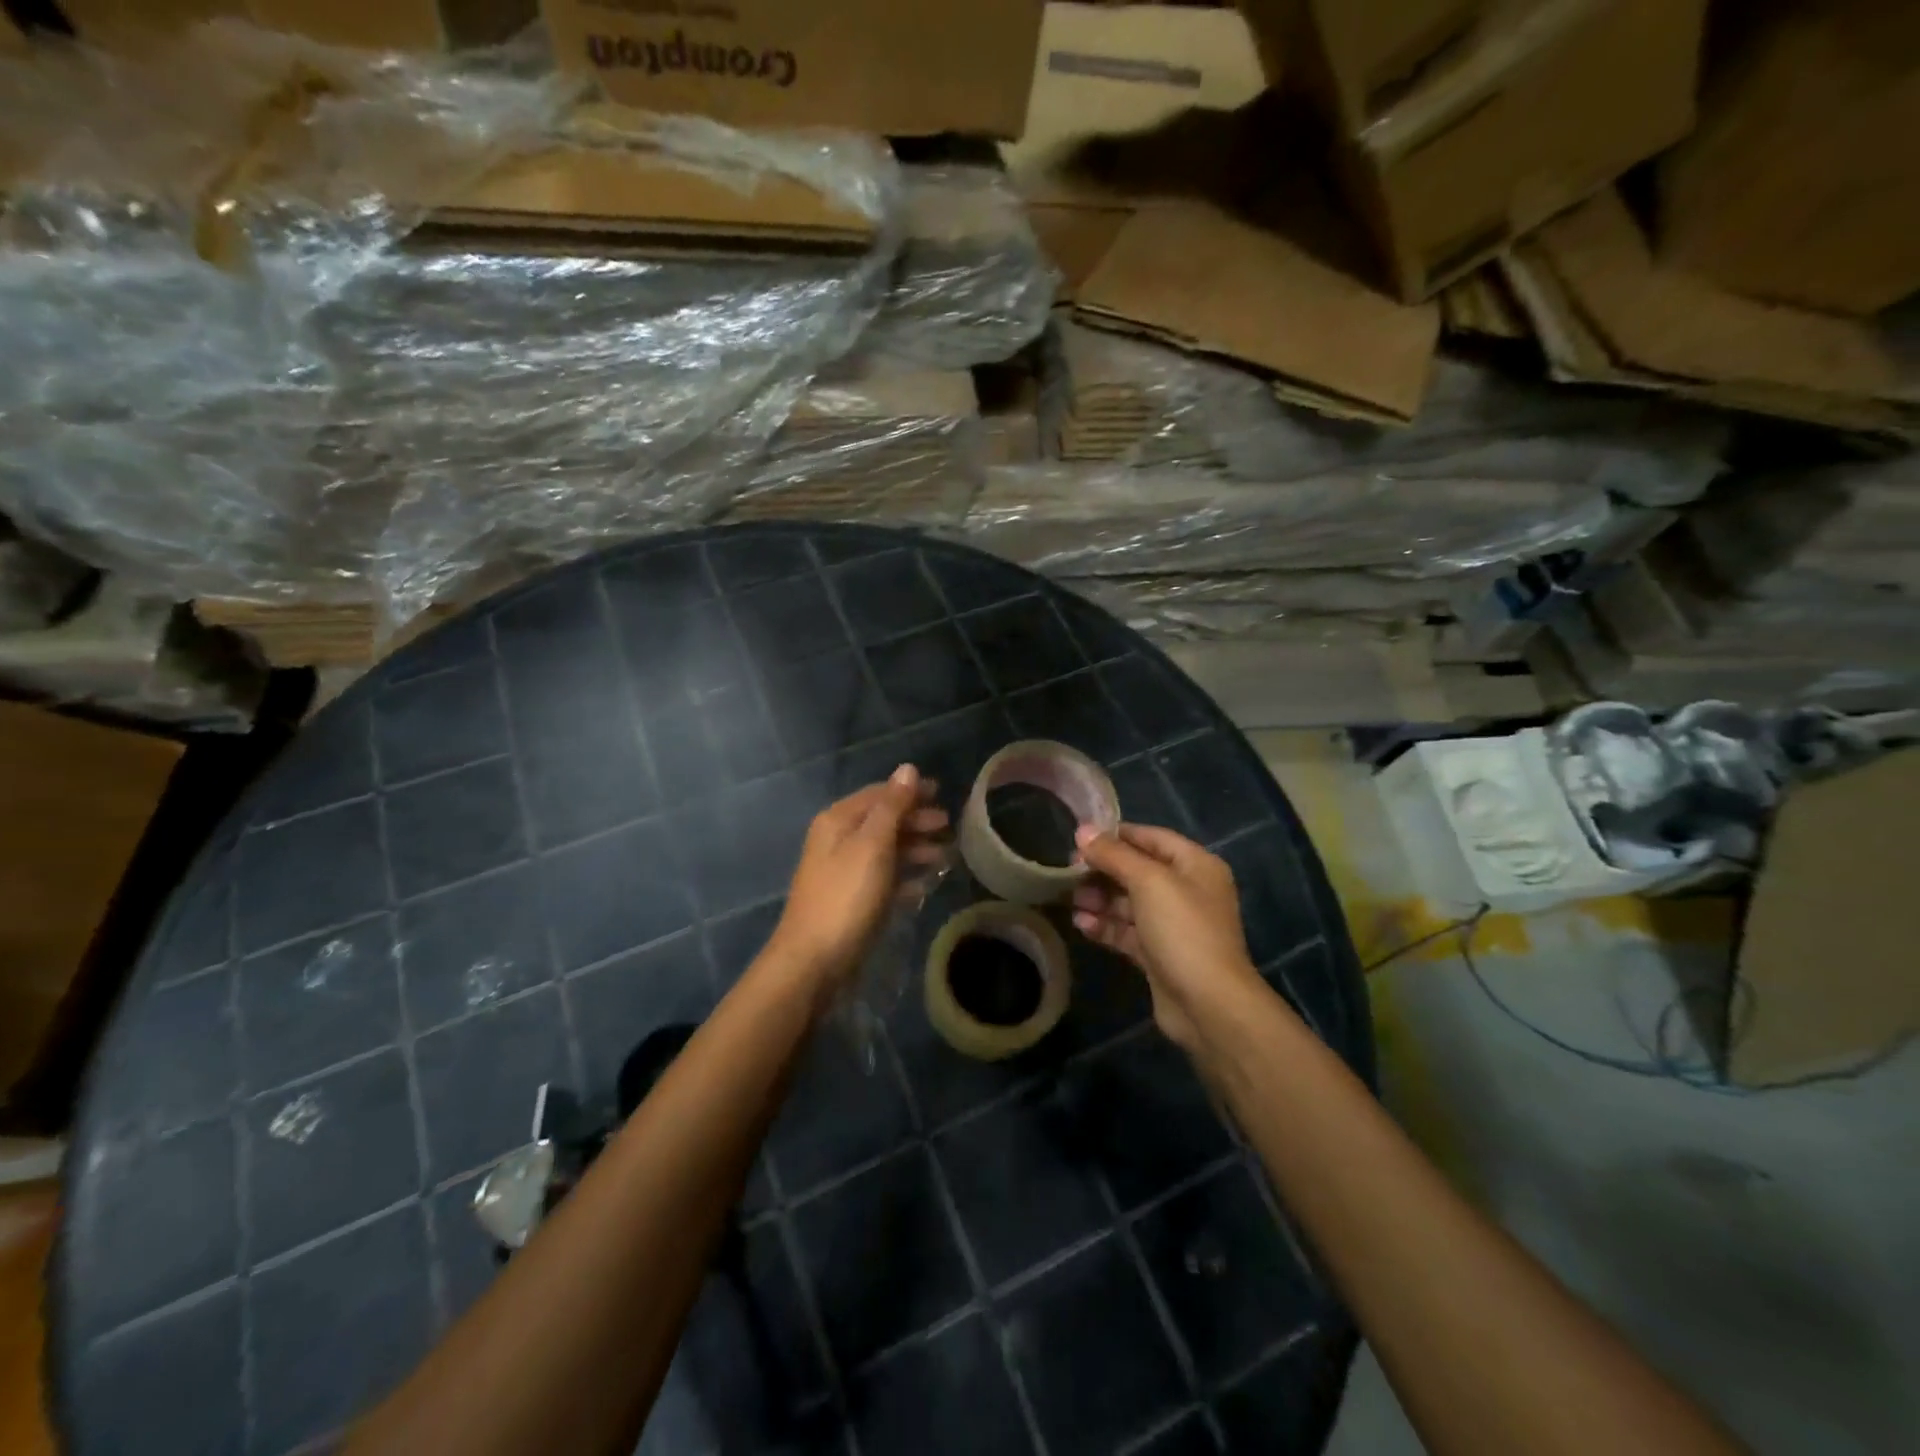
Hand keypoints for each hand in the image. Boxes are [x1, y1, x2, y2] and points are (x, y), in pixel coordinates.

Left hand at [770, 765, 949, 988]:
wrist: (813, 962)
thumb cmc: (846, 897)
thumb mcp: (873, 845)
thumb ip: (892, 807)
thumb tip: (908, 768)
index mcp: (838, 821)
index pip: (879, 794)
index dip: (910, 792)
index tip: (943, 794)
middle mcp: (837, 840)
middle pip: (882, 821)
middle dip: (916, 821)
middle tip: (948, 828)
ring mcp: (842, 872)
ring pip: (884, 851)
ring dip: (914, 850)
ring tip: (945, 858)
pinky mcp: (850, 901)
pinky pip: (882, 879)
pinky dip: (903, 878)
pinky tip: (925, 886)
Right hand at [1071, 823, 1264, 1050]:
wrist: (1208, 1005)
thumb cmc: (1183, 930)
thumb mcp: (1148, 882)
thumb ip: (1114, 854)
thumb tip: (1083, 830)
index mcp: (1195, 865)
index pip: (1151, 838)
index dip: (1116, 835)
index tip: (1080, 838)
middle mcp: (1187, 891)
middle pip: (1137, 871)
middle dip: (1103, 871)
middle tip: (1068, 872)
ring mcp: (1173, 925)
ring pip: (1129, 903)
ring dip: (1100, 899)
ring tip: (1070, 900)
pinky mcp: (1159, 954)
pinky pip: (1127, 931)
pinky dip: (1105, 926)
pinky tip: (1081, 924)